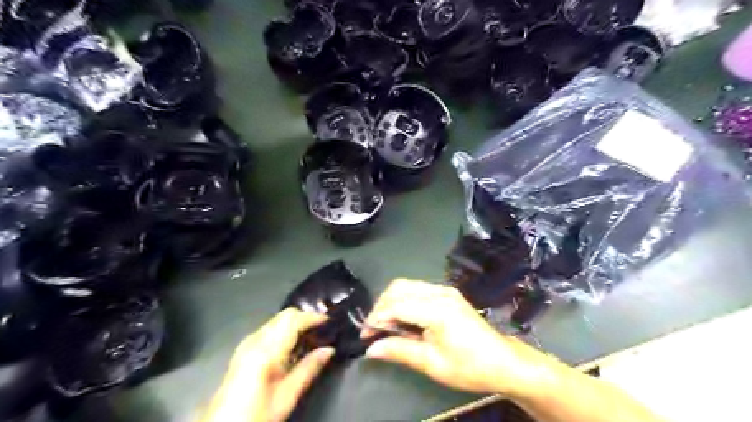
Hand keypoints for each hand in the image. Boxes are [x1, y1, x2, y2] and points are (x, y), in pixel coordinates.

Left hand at [203, 308, 336, 421]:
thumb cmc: (257, 415)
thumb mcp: (287, 396)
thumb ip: (309, 369)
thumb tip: (329, 350)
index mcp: (266, 350)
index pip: (293, 320)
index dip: (313, 317)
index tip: (330, 321)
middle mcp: (254, 340)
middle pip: (284, 315)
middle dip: (306, 317)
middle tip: (324, 328)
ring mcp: (247, 343)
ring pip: (277, 320)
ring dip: (296, 322)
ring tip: (312, 336)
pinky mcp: (244, 349)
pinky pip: (270, 328)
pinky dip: (285, 329)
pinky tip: (293, 345)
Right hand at [365, 280, 556, 397]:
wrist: (502, 361)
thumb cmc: (469, 367)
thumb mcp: (432, 364)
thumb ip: (400, 351)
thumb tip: (371, 349)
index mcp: (438, 309)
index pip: (397, 304)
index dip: (377, 318)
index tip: (365, 335)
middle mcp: (440, 292)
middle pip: (399, 287)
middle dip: (382, 306)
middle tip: (374, 329)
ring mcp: (445, 290)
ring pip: (407, 285)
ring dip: (391, 301)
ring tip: (386, 325)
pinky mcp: (448, 293)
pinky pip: (418, 289)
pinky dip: (404, 300)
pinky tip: (403, 318)